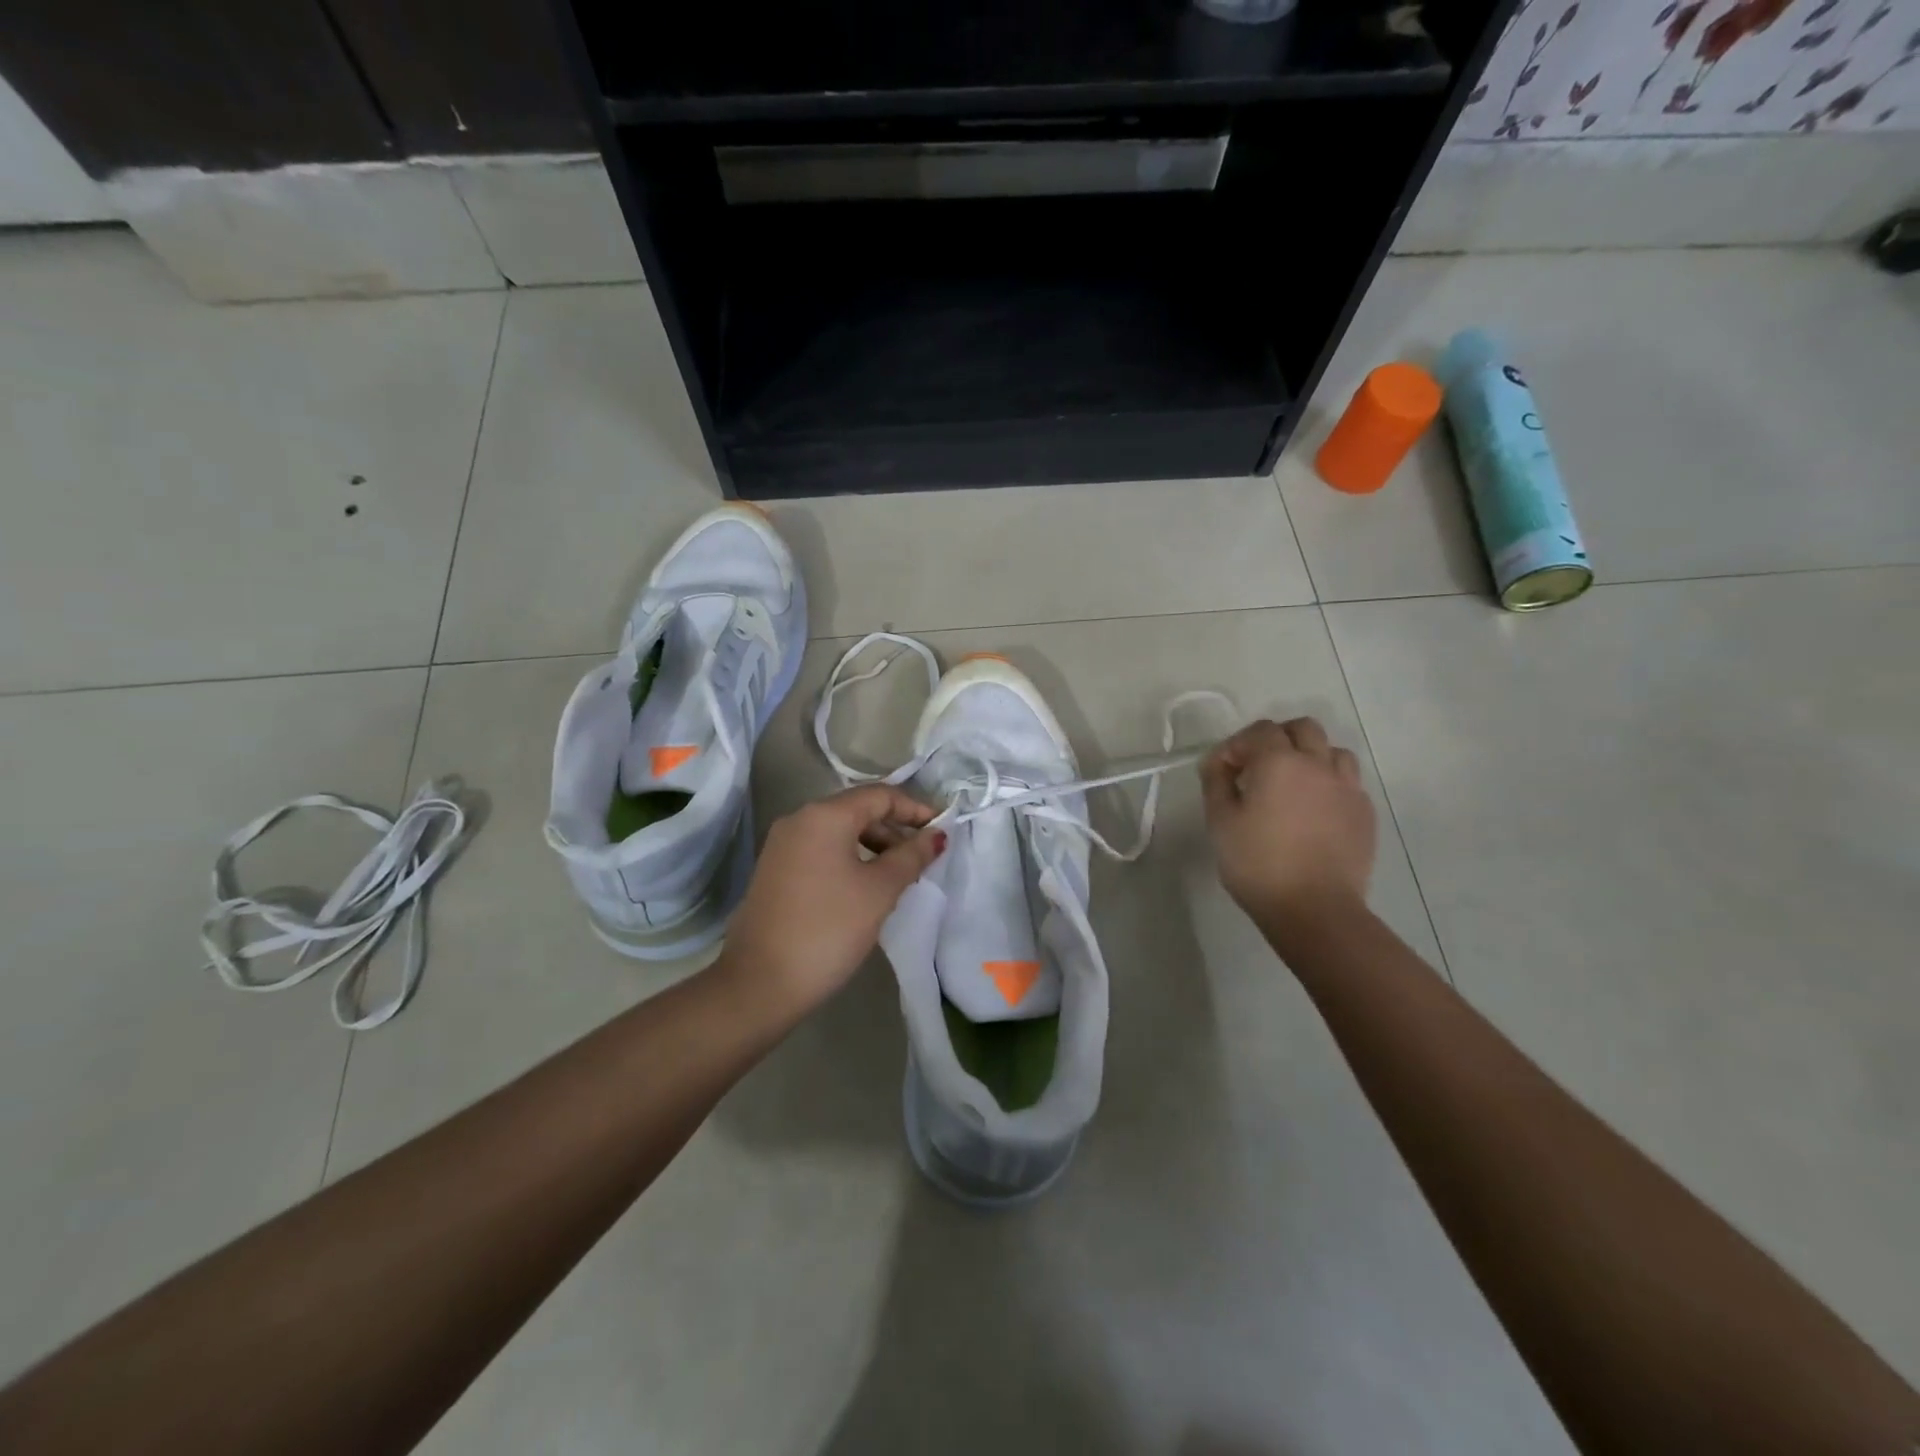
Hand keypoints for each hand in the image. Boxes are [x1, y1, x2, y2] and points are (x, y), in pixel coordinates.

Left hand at [718, 785, 945, 1014]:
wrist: (759, 983)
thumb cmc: (828, 929)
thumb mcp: (880, 891)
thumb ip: (911, 856)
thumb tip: (936, 834)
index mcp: (825, 815)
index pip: (880, 795)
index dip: (915, 808)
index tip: (942, 830)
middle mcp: (799, 819)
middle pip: (858, 810)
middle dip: (895, 828)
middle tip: (924, 857)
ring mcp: (782, 845)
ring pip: (839, 831)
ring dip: (874, 845)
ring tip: (901, 875)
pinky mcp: (775, 870)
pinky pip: (822, 850)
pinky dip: (850, 858)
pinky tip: (867, 886)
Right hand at [1200, 718, 1375, 927]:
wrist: (1314, 909)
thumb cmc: (1258, 863)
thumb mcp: (1220, 821)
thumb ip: (1216, 782)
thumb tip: (1217, 762)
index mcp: (1280, 762)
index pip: (1259, 731)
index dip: (1237, 745)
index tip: (1223, 770)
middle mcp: (1319, 764)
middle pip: (1303, 728)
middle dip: (1277, 739)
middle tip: (1258, 768)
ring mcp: (1348, 788)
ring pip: (1333, 751)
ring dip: (1310, 757)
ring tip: (1292, 785)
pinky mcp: (1364, 813)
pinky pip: (1348, 782)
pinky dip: (1328, 784)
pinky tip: (1314, 811)